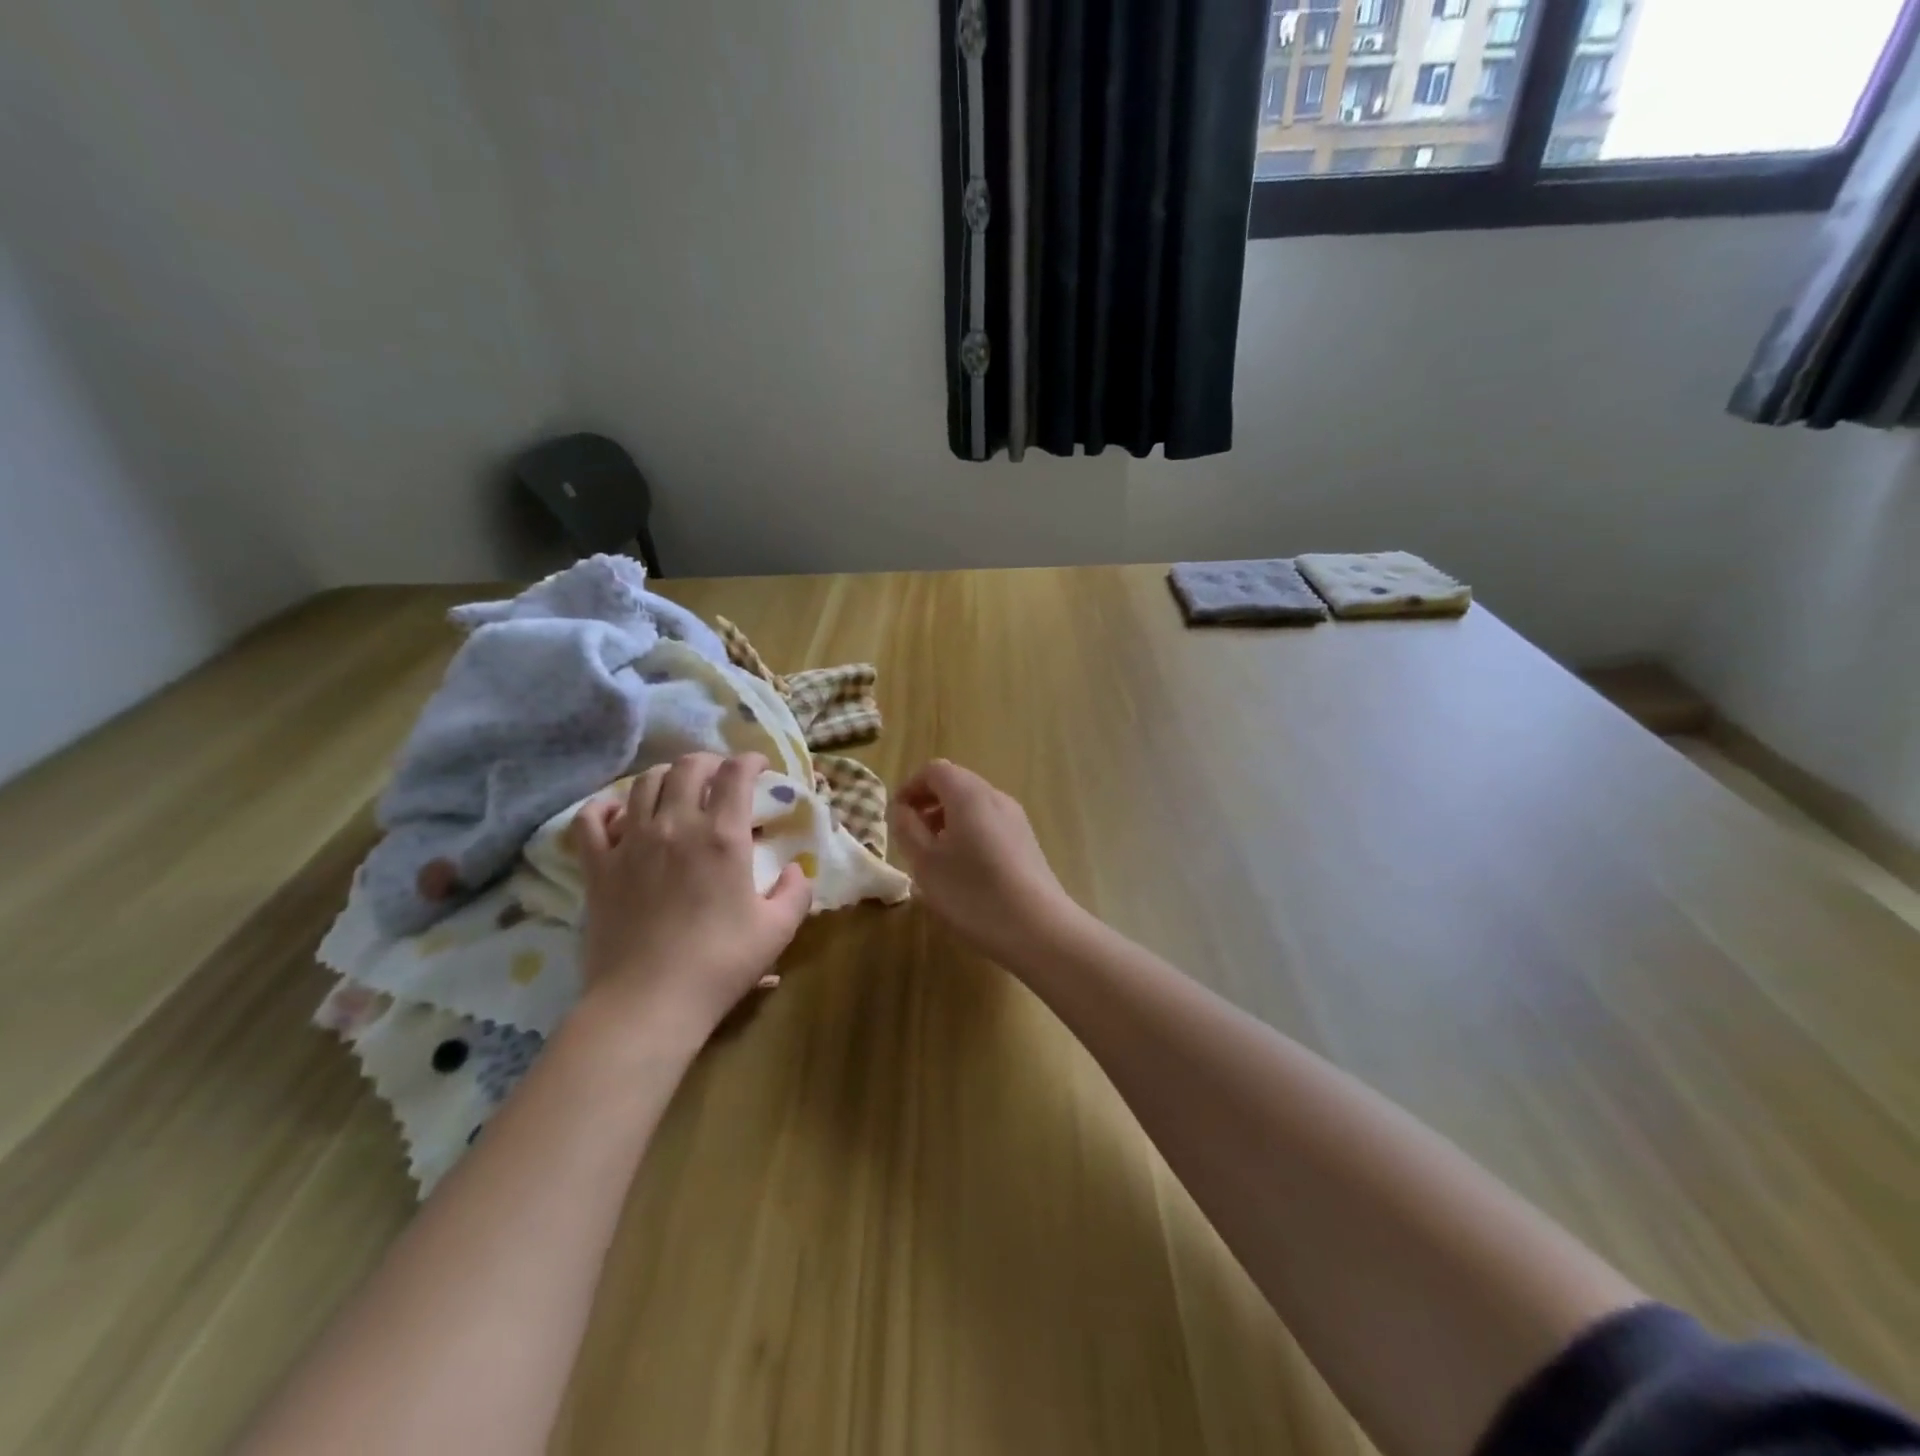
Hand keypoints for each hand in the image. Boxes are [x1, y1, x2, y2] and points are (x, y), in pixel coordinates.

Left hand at [575, 752, 811, 1045]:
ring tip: (676, 789)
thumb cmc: (720, 964)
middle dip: (709, 762)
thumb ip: (795, 892)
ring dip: (665, 776)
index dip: (750, 761)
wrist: (648, 1002)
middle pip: (688, 767)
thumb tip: (795, 870)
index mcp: (722, 836)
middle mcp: (675, 826)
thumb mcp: (778, 930)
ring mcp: (631, 843)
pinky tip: (617, 812)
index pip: (736, 774)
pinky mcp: (598, 867)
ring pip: (643, 784)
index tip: (760, 767)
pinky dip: (603, 807)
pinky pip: (590, 821)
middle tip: (721, 777)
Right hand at [888, 759, 1085, 970]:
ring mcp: (1016, 820)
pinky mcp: (1027, 843)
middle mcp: (996, 797)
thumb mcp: (926, 863)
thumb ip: (907, 829)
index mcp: (969, 794)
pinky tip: (963, 872)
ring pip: (974, 806)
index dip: (910, 787)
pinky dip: (969, 835)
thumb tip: (903, 809)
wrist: (1039, 929)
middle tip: (911, 837)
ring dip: (948, 821)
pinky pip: (990, 825)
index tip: (896, 816)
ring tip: (934, 858)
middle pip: (957, 785)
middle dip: (929, 805)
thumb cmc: (973, 892)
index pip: (935, 771)